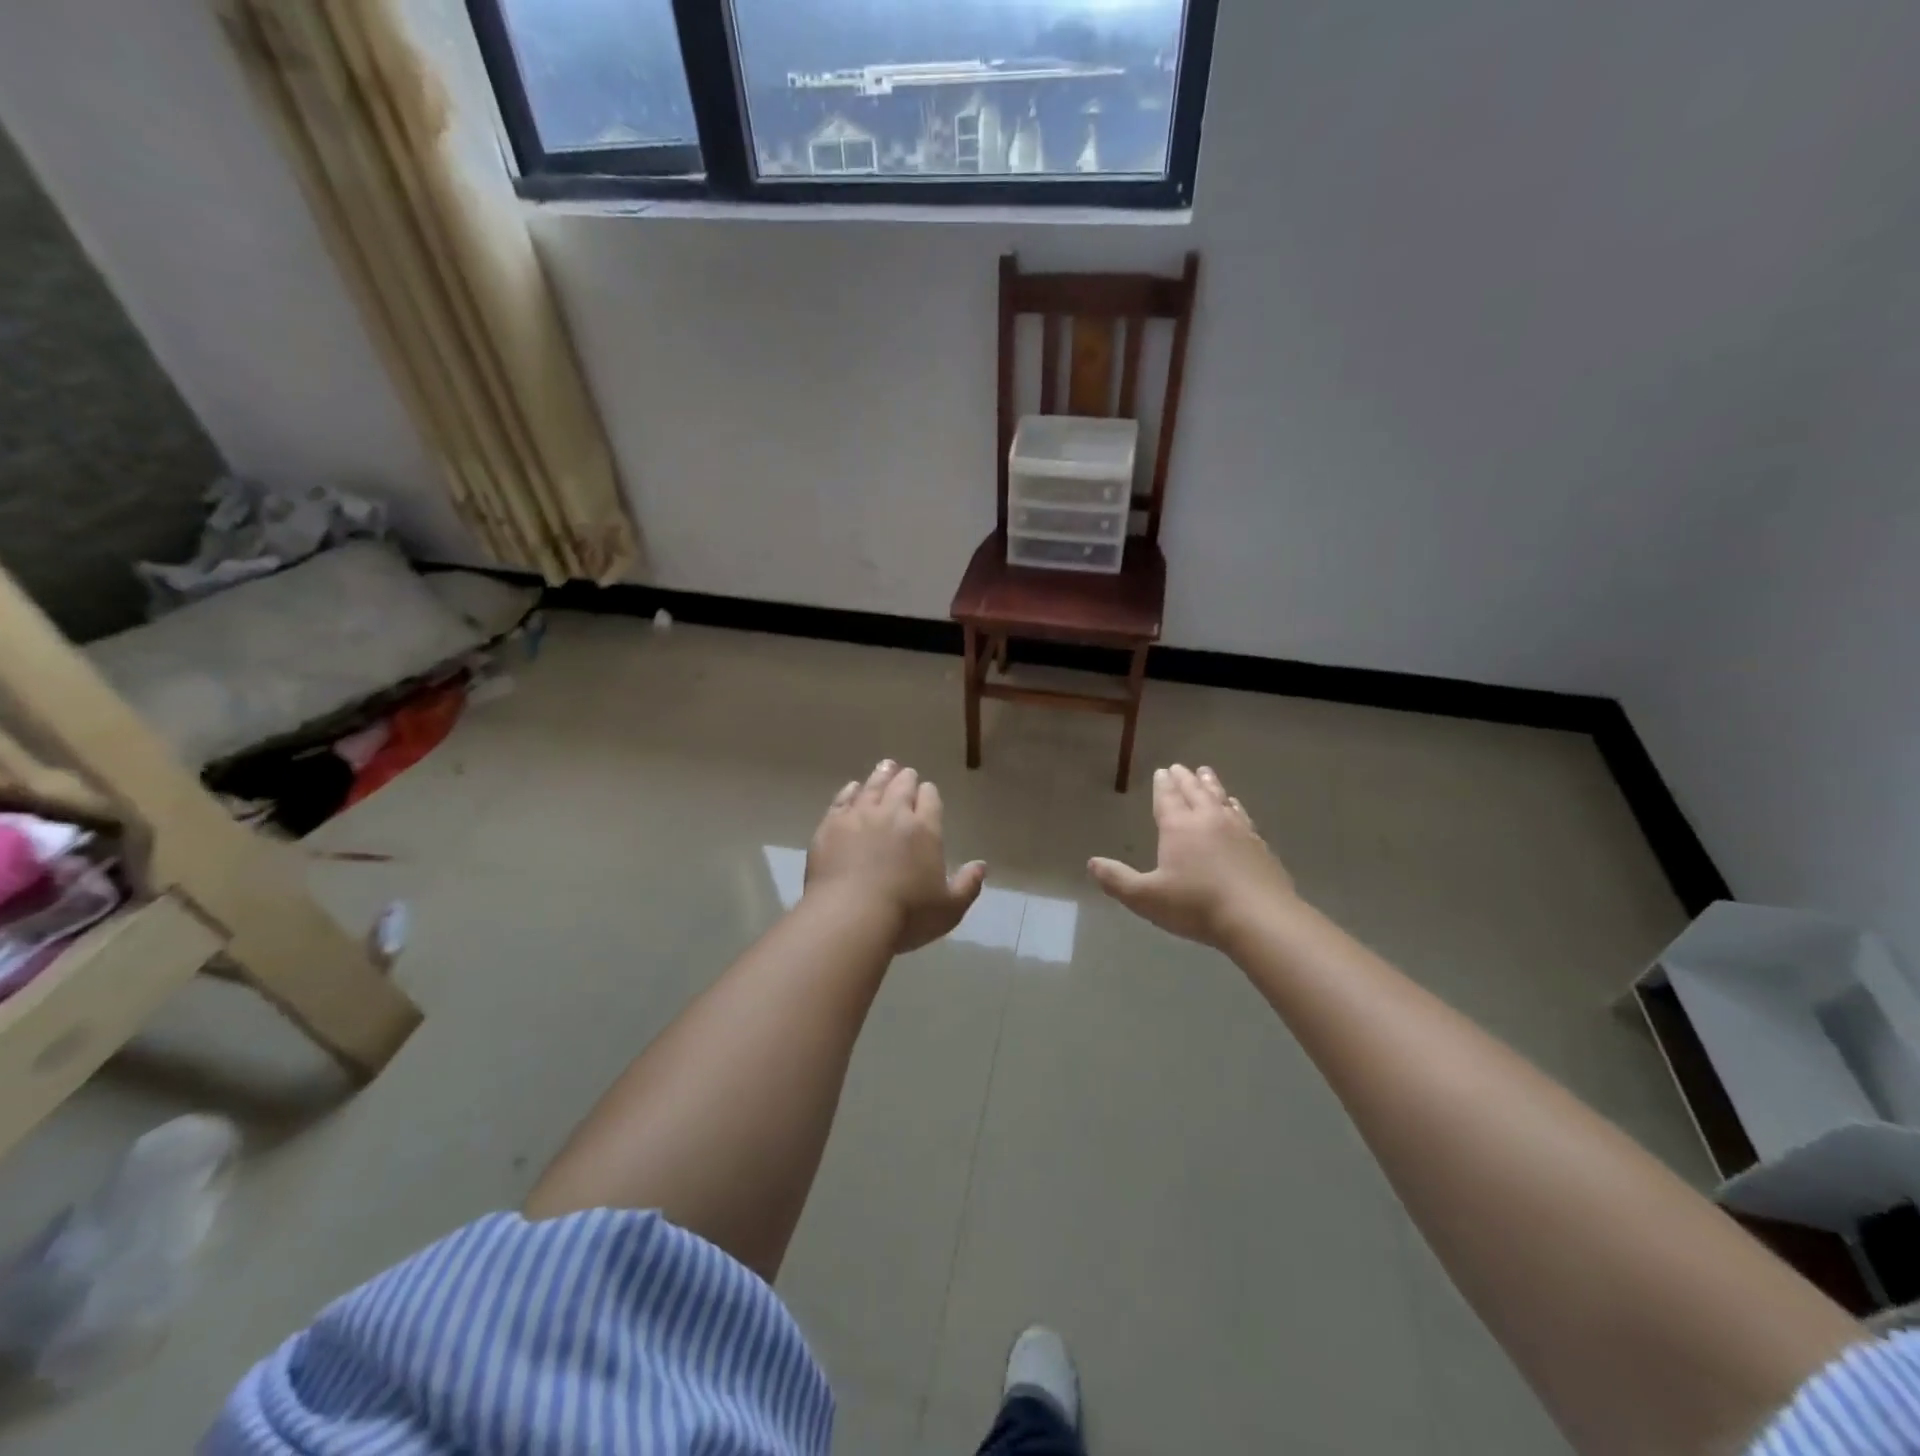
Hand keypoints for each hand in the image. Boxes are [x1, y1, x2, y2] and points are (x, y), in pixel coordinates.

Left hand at [806, 760, 987, 954]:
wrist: (849, 916)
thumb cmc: (906, 915)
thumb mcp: (949, 909)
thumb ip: (968, 885)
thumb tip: (982, 866)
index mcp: (925, 829)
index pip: (930, 799)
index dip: (929, 794)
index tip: (928, 792)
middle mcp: (893, 813)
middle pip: (901, 786)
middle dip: (906, 778)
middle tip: (906, 773)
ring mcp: (859, 816)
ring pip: (872, 786)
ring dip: (881, 776)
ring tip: (885, 767)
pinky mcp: (831, 825)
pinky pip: (842, 799)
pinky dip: (850, 790)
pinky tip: (852, 788)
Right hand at [1088, 765, 1297, 949]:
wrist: (1260, 918)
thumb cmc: (1197, 906)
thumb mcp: (1146, 898)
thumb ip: (1118, 880)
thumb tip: (1092, 863)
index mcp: (1179, 827)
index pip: (1168, 799)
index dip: (1163, 785)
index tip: (1162, 771)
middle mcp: (1208, 820)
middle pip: (1195, 792)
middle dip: (1185, 779)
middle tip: (1180, 767)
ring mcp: (1238, 830)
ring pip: (1221, 799)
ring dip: (1211, 785)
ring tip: (1206, 773)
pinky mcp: (1260, 845)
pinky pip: (1243, 816)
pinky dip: (1235, 806)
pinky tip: (1236, 807)